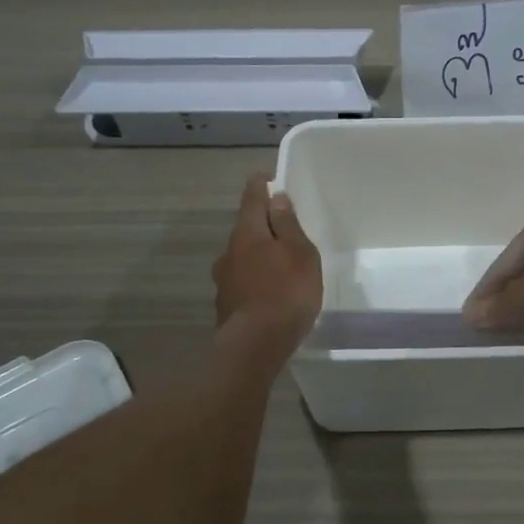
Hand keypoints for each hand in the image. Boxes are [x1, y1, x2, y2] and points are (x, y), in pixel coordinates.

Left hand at [212, 174, 322, 354]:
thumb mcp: (300, 253)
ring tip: (279, 263)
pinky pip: (243, 282)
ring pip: (242, 257)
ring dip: (258, 254)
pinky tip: (269, 292)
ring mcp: (224, 280)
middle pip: (246, 229)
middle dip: (262, 224)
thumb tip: (276, 198)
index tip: (266, 177)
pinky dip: (255, 279)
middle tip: (282, 226)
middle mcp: (229, 252)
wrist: (256, 346)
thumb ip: (288, 225)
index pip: (252, 198)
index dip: (260, 185)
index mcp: (248, 233)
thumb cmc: (286, 292)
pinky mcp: (226, 306)